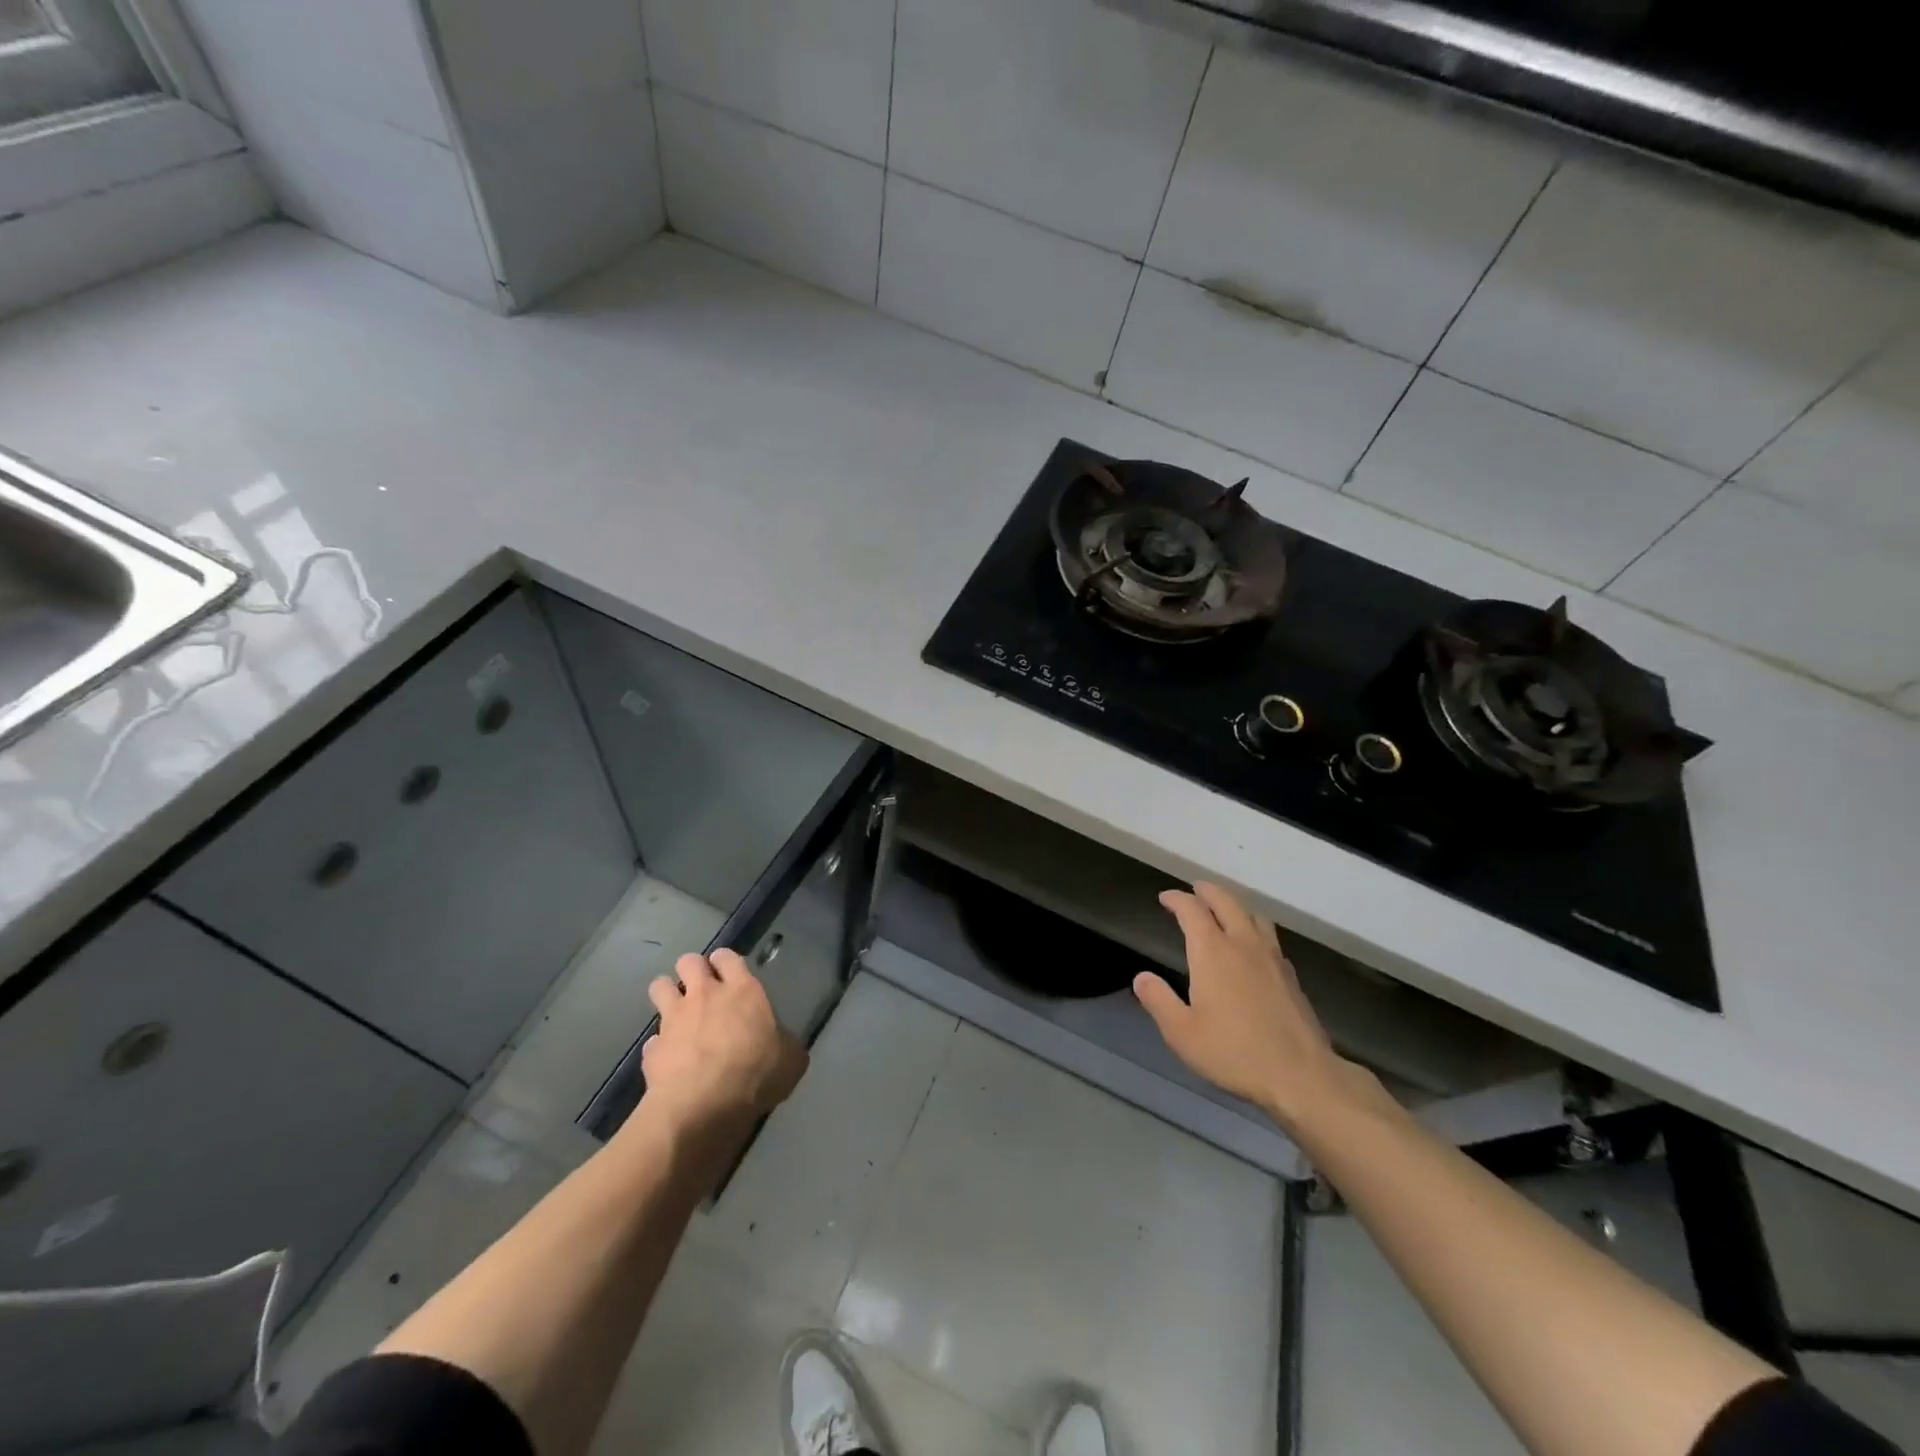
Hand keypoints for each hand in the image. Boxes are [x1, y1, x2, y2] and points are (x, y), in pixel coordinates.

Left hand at [640, 949, 807, 1133]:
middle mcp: (705, 995)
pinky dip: (659, 1046)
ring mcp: (674, 1019)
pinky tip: (668, 1059)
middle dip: (692, 969)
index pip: (728, 957)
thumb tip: (782, 1042)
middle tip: (701, 988)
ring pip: (660, 986)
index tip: (727, 973)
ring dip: (666, 994)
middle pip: (689, 961)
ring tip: (677, 1011)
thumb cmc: (755, 1075)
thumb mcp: (791, 1059)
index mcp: (742, 991)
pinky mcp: (652, 1048)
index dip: (725, 962)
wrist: (702, 1106)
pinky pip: (653, 1039)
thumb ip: (784, 1042)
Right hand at [1135, 882, 1355, 1130]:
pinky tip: (1252, 947)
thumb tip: (1142, 977)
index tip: (1165, 898)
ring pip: (1254, 915)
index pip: (1192, 910)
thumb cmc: (1234, 1052)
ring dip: (1235, 905)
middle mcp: (1243, 944)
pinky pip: (1270, 937)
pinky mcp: (1291, 976)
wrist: (1301, 1076)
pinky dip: (1254, 929)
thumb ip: (1158, 1001)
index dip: (1177, 899)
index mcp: (1213, 952)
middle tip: (1194, 890)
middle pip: (1226, 902)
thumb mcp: (1182, 1033)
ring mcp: (1272, 958)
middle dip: (1207, 891)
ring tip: (1224, 911)